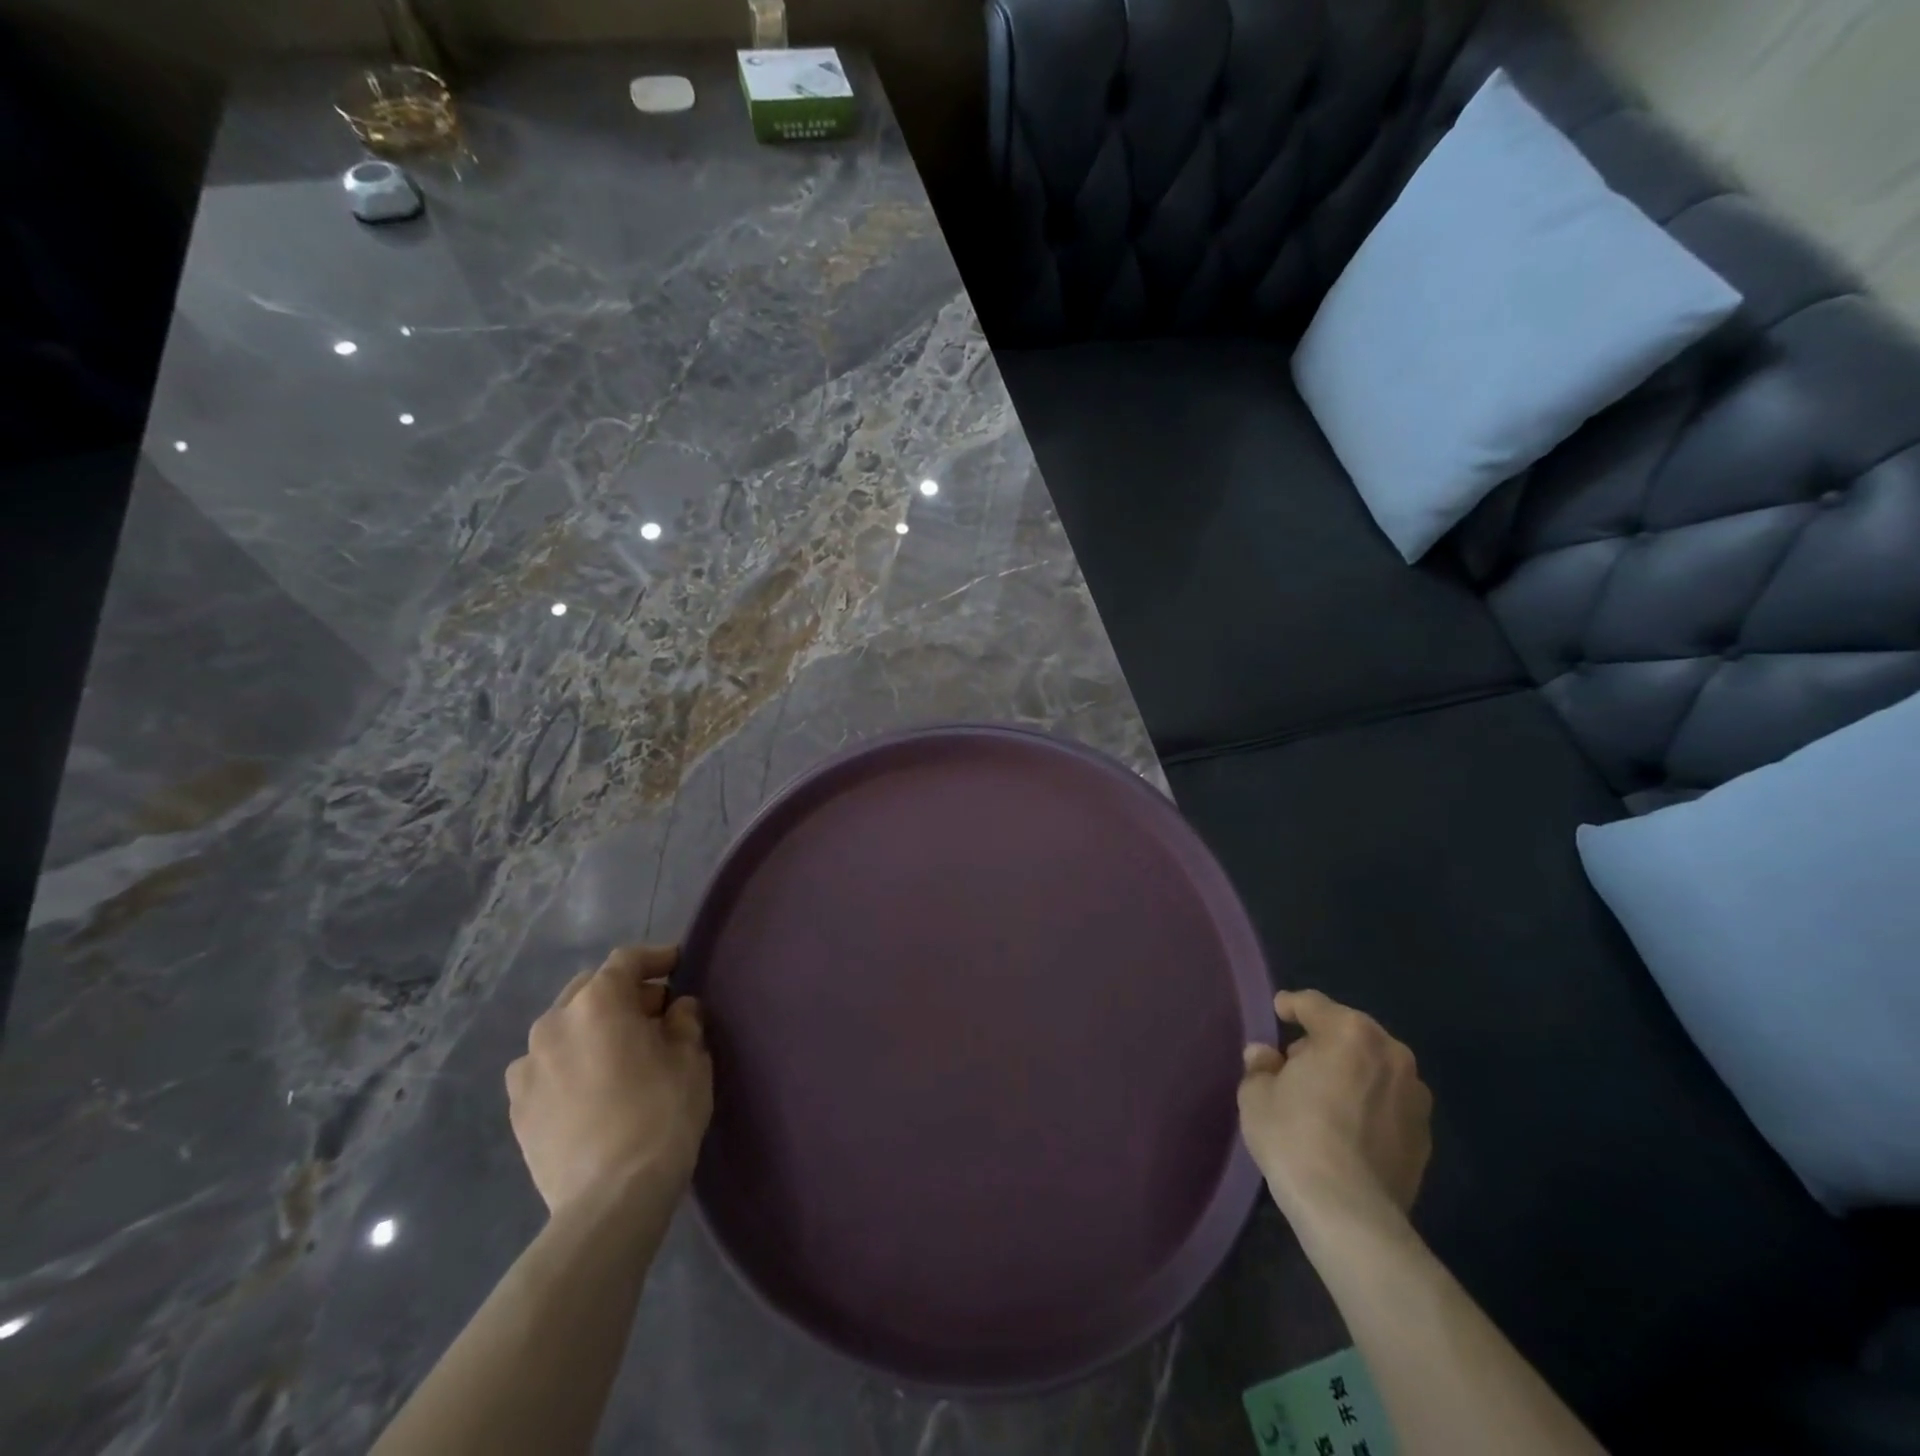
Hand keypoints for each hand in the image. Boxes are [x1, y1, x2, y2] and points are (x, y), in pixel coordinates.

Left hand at [506, 945, 711, 1213]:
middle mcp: (554, 1023)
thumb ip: (684, 1022)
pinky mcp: (516, 1108)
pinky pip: (546, 1067)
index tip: (678, 965)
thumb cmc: (661, 1113)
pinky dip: (569, 1063)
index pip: (627, 961)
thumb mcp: (691, 1058)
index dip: (656, 958)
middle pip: (590, 989)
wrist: (610, 1197)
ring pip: (564, 1028)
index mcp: (598, 1002)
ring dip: (592, 1029)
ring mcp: (527, 1067)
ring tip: (619, 1052)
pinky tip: (591, 1087)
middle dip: (623, 994)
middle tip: (654, 1012)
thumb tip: (676, 1010)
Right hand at [1238, 989, 1431, 1234]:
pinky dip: (1369, 1104)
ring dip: (1351, 1072)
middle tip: (1296, 1062)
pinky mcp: (1425, 1136)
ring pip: (1374, 1068)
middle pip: (1350, 1033)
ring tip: (1325, 1096)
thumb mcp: (1257, 1095)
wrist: (1349, 1212)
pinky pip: (1388, 1103)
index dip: (1291, 1005)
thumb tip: (1265, 1056)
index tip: (1278, 1011)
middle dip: (1324, 1041)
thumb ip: (1261, 1066)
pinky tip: (1348, 1127)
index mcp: (1349, 1032)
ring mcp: (1415, 1096)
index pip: (1314, 1004)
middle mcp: (1391, 1054)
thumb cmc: (1295, 1137)